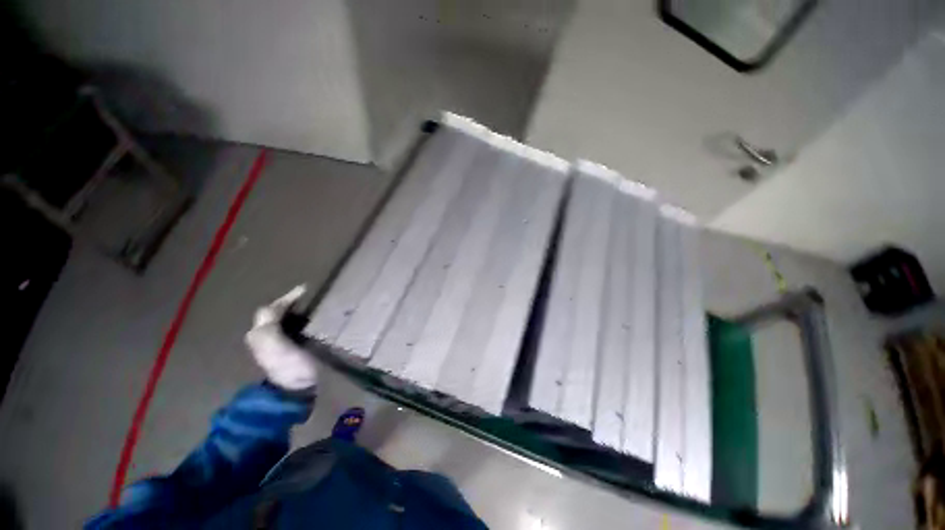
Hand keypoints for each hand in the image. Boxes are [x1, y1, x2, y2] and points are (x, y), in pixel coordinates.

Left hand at [244, 285, 317, 390]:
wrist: (295, 390)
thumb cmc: (289, 367)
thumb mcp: (277, 347)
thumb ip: (269, 328)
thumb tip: (270, 307)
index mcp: (260, 334)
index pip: (271, 309)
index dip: (287, 297)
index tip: (306, 289)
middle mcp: (263, 336)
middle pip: (274, 313)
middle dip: (290, 302)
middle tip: (309, 296)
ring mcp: (274, 343)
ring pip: (281, 319)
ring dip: (294, 310)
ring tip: (310, 304)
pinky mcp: (285, 348)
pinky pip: (289, 326)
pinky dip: (298, 319)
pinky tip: (309, 319)